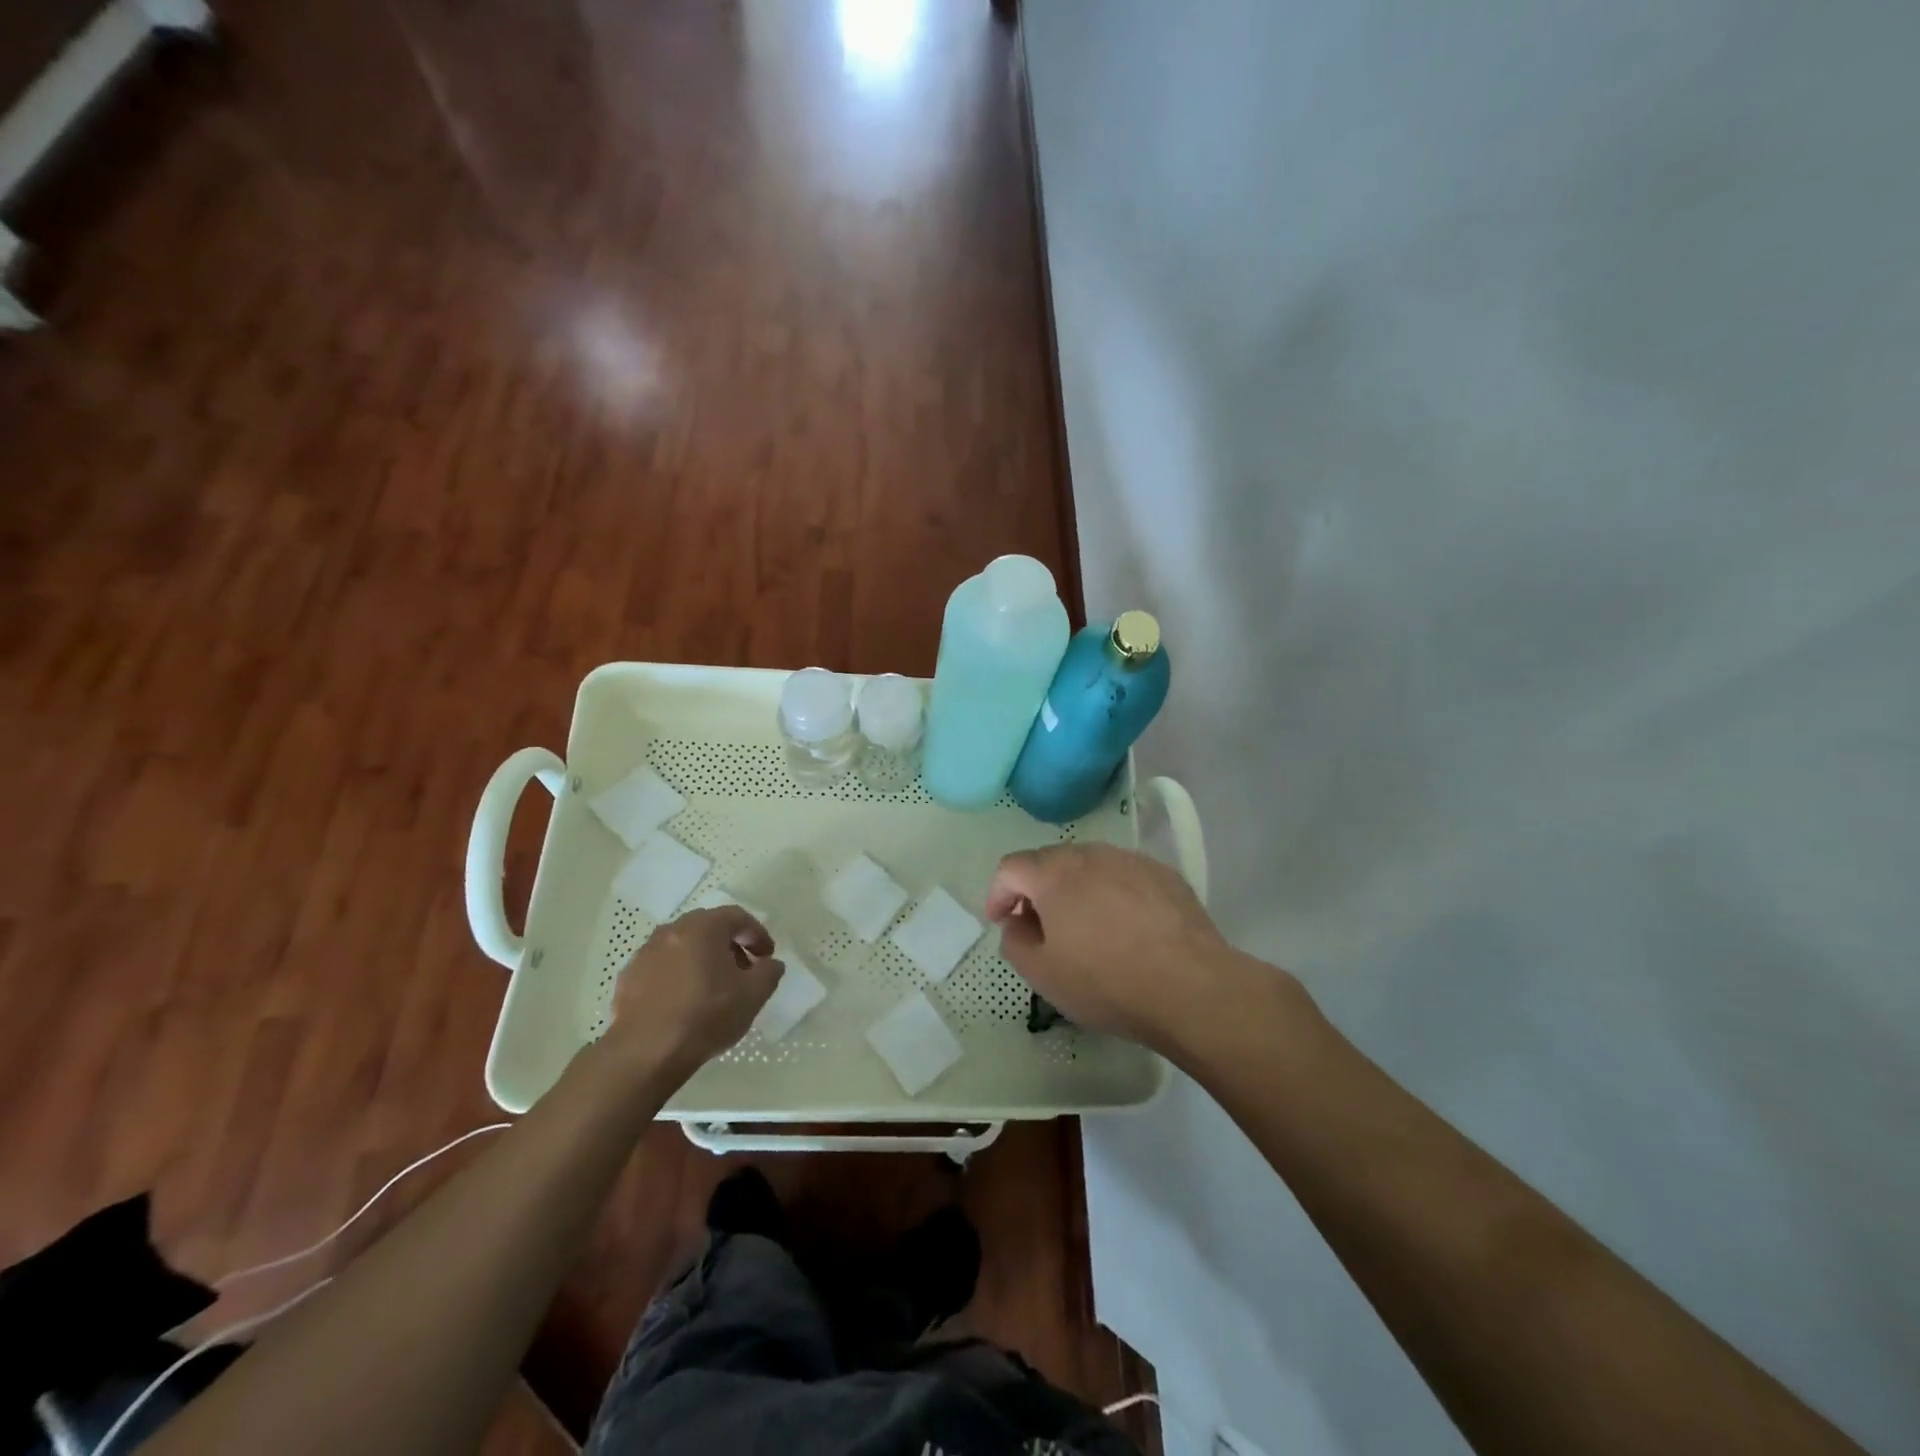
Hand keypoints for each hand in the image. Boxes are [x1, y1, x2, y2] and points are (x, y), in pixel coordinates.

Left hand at [607, 907, 781, 1078]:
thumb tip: (770, 963)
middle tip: (743, 969)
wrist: (645, 1053)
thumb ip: (769, 972)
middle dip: (729, 945)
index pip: (737, 917)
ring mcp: (645, 953)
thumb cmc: (706, 1016)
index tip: (767, 956)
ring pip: (682, 946)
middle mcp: (672, 930)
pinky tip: (684, 1001)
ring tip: (713, 987)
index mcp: (703, 927)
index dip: (756, 934)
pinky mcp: (628, 977)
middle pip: (708, 927)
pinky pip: (662, 966)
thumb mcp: (753, 995)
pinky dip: (678, 974)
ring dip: (702, 958)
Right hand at [986, 844, 1254, 1052]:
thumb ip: (1015, 941)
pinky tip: (1126, 928)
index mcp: (1054, 873)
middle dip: (1036, 889)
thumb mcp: (1043, 974)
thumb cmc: (1107, 982)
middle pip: (1051, 861)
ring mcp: (1131, 860)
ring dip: (1076, 889)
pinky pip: (1124, 876)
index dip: (998, 893)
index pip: (1011, 867)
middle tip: (1040, 925)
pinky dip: (1113, 894)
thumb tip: (1016, 921)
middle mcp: (1091, 854)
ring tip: (1085, 926)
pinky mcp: (1164, 875)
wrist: (1192, 987)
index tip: (1000, 921)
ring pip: (1090, 866)